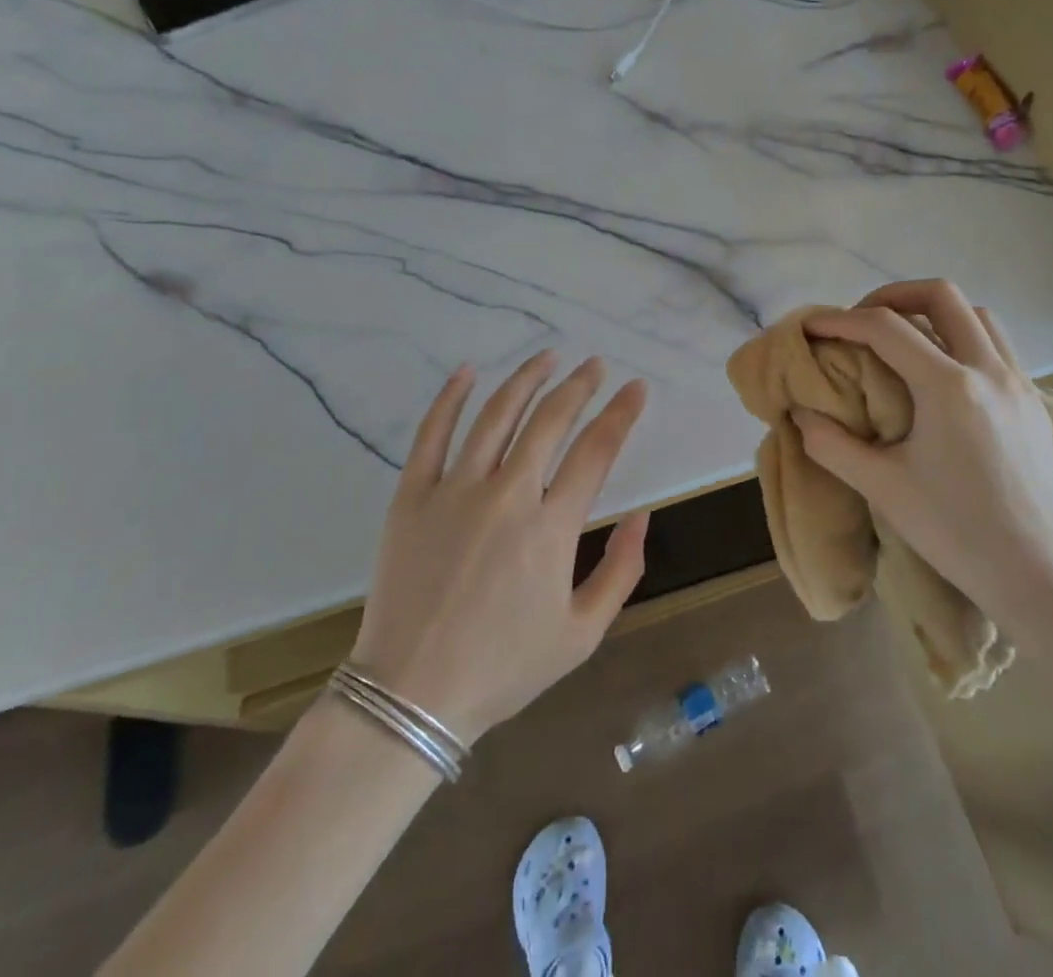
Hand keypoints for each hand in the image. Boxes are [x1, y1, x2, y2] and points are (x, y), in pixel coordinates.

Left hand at [348, 352, 650, 744]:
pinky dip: (450, 398)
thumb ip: (622, 570)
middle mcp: (506, 496)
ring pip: (496, 415)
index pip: (596, 451)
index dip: (621, 413)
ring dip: (527, 379)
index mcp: (551, 528)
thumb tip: (642, 514)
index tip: (636, 388)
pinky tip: (468, 372)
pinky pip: (432, 435)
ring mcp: (454, 492)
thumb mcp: (582, 634)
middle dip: (580, 386)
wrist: (410, 696)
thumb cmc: (503, 668)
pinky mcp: (412, 497)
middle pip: (550, 420)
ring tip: (548, 357)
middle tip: (595, 366)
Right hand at [795, 280, 1052, 627]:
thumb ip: (831, 445)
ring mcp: (1019, 384)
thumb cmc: (954, 531)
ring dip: (935, 314)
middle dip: (893, 295)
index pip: (886, 328)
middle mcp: (989, 371)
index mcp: (949, 387)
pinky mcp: (1035, 404)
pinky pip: (998, 348)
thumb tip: (802, 415)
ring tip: (904, 340)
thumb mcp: (881, 488)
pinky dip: (964, 340)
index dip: (841, 320)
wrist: (1035, 573)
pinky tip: (945, 377)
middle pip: (942, 296)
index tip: (812, 326)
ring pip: (978, 316)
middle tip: (862, 319)